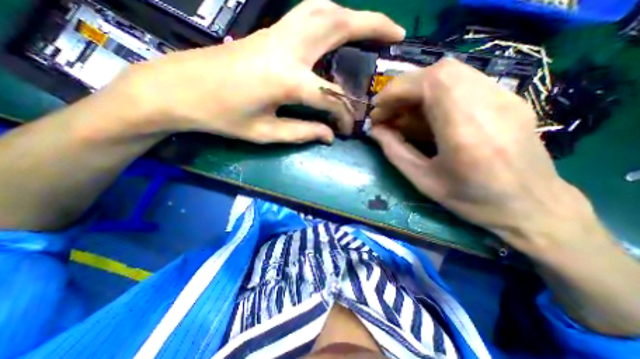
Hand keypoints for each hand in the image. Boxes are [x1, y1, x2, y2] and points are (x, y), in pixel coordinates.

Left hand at [109, 2, 397, 144]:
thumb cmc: (221, 116)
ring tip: (373, 27)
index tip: (346, 130)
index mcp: (286, 79)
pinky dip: (330, 16)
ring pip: (323, 9)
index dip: (343, 116)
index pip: (331, 98)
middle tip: (396, 33)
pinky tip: (338, 27)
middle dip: (373, 25)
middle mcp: (287, 48)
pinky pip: (308, 14)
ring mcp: (277, 33)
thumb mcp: (265, 133)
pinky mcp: (269, 32)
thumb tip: (328, 135)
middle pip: (338, 25)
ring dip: (353, 14)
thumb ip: (302, 132)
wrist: (180, 90)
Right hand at [371, 58, 600, 254]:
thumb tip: (374, 131)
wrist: (531, 206)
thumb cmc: (471, 200)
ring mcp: (504, 97)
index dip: (396, 91)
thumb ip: (394, 151)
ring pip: (452, 73)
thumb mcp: (423, 180)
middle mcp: (489, 104)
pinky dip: (435, 92)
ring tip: (402, 112)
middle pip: (440, 71)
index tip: (377, 108)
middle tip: (387, 111)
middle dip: (404, 89)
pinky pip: (463, 81)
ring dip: (418, 89)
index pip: (430, 84)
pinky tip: (425, 112)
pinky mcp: (507, 98)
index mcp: (465, 131)